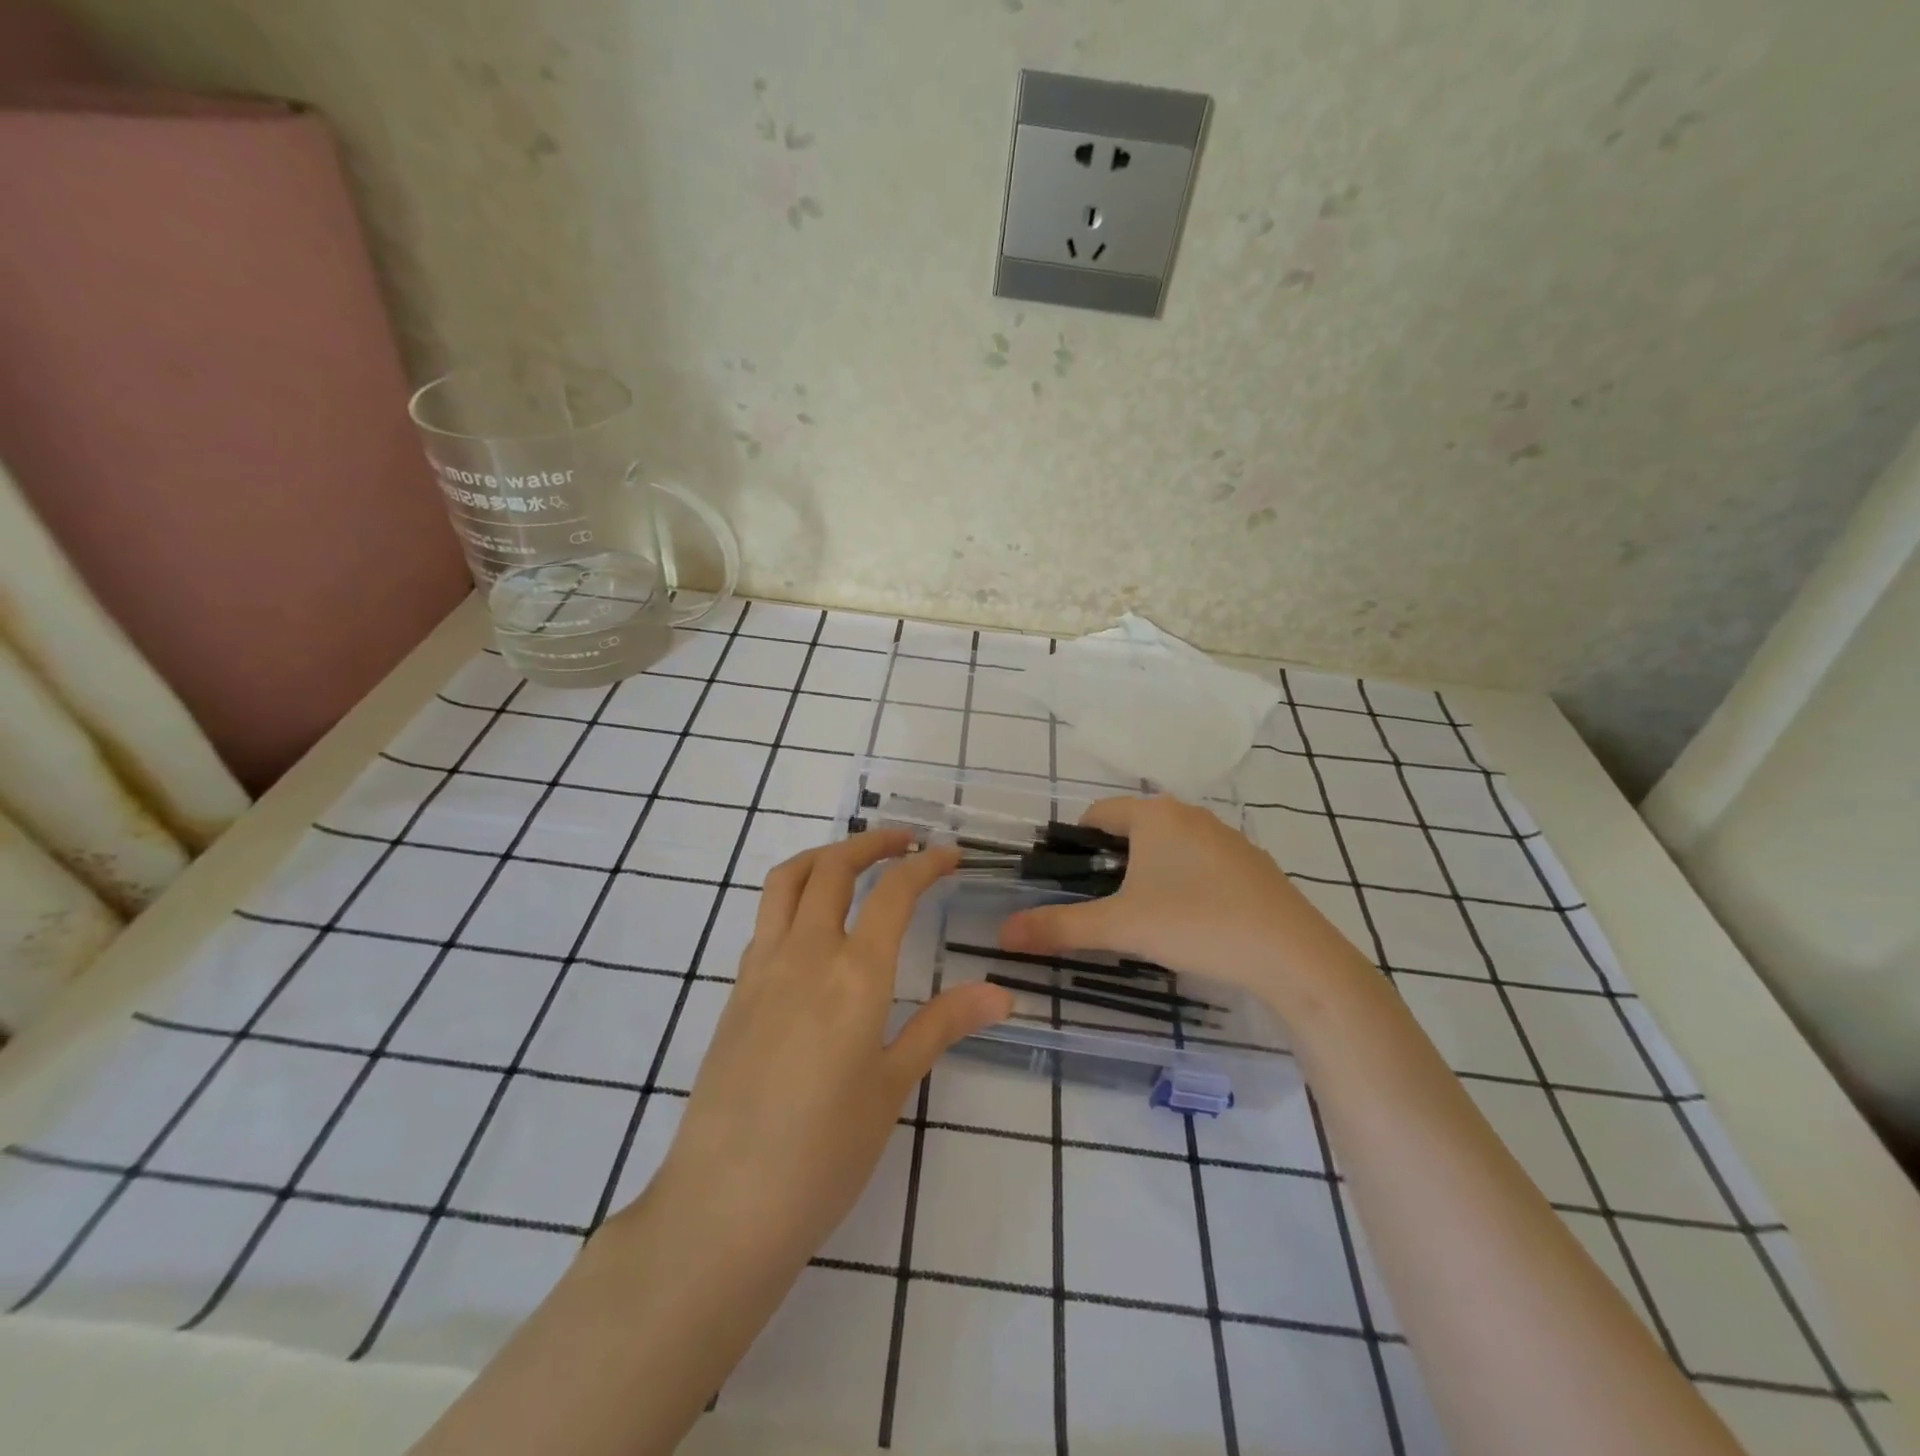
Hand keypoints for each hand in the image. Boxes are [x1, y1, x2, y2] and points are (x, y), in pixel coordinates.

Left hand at [646, 830, 1012, 1264]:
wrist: (724, 1206)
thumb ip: (942, 1025)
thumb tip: (1000, 994)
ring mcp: (761, 968)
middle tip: (905, 843)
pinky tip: (815, 927)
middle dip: (871, 843)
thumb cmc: (824, 1152)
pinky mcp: (736, 991)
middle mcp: (805, 955)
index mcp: (854, 975)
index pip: (893, 893)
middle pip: (833, 868)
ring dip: (824, 857)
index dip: (925, 865)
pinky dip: (795, 897)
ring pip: (788, 881)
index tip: (950, 855)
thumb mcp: (892, 1087)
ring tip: (854, 863)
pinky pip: (766, 919)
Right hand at [998, 796, 1370, 1016]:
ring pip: (1167, 848)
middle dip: (1110, 864)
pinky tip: (1191, 924)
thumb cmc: (1197, 924)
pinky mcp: (1252, 865)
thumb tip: (1003, 934)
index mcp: (1155, 814)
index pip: (1096, 814)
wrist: (1293, 956)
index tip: (1066, 883)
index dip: (1073, 845)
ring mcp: (1226, 838)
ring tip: (1142, 920)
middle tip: (1100, 907)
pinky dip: (1183, 884)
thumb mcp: (1120, 926)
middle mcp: (1190, 814)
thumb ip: (1059, 926)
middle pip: (1131, 830)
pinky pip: (1200, 865)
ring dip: (1146, 875)